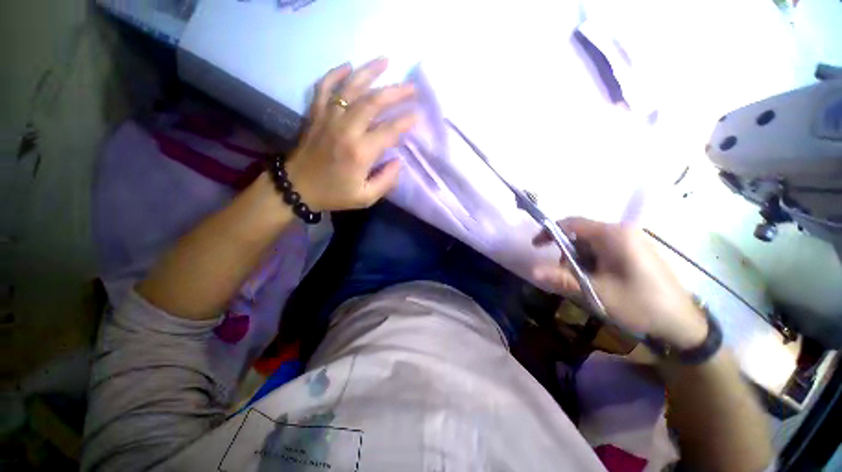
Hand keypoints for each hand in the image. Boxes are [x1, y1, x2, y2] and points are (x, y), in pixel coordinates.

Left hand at [285, 58, 417, 211]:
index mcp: (360, 152)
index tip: (417, 115)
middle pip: (373, 102)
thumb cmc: (333, 194)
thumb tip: (398, 161)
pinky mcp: (315, 114)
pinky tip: (349, 66)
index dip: (405, 121)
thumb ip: (386, 181)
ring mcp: (328, 118)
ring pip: (351, 88)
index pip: (389, 130)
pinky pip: (324, 87)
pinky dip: (336, 74)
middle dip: (395, 92)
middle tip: (411, 87)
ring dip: (370, 72)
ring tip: (386, 61)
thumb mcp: (365, 198)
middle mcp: (345, 129)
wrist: (296, 188)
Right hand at [533, 217, 707, 349]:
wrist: (683, 324)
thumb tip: (533, 271)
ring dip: (580, 262)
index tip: (536, 247)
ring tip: (586, 284)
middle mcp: (622, 232)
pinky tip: (599, 282)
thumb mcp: (597, 292)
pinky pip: (604, 252)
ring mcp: (631, 242)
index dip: (549, 232)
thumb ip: (563, 279)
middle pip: (580, 235)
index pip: (571, 223)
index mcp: (613, 235)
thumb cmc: (640, 305)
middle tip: (567, 277)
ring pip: (591, 245)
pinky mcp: (635, 253)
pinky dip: (593, 265)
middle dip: (567, 255)